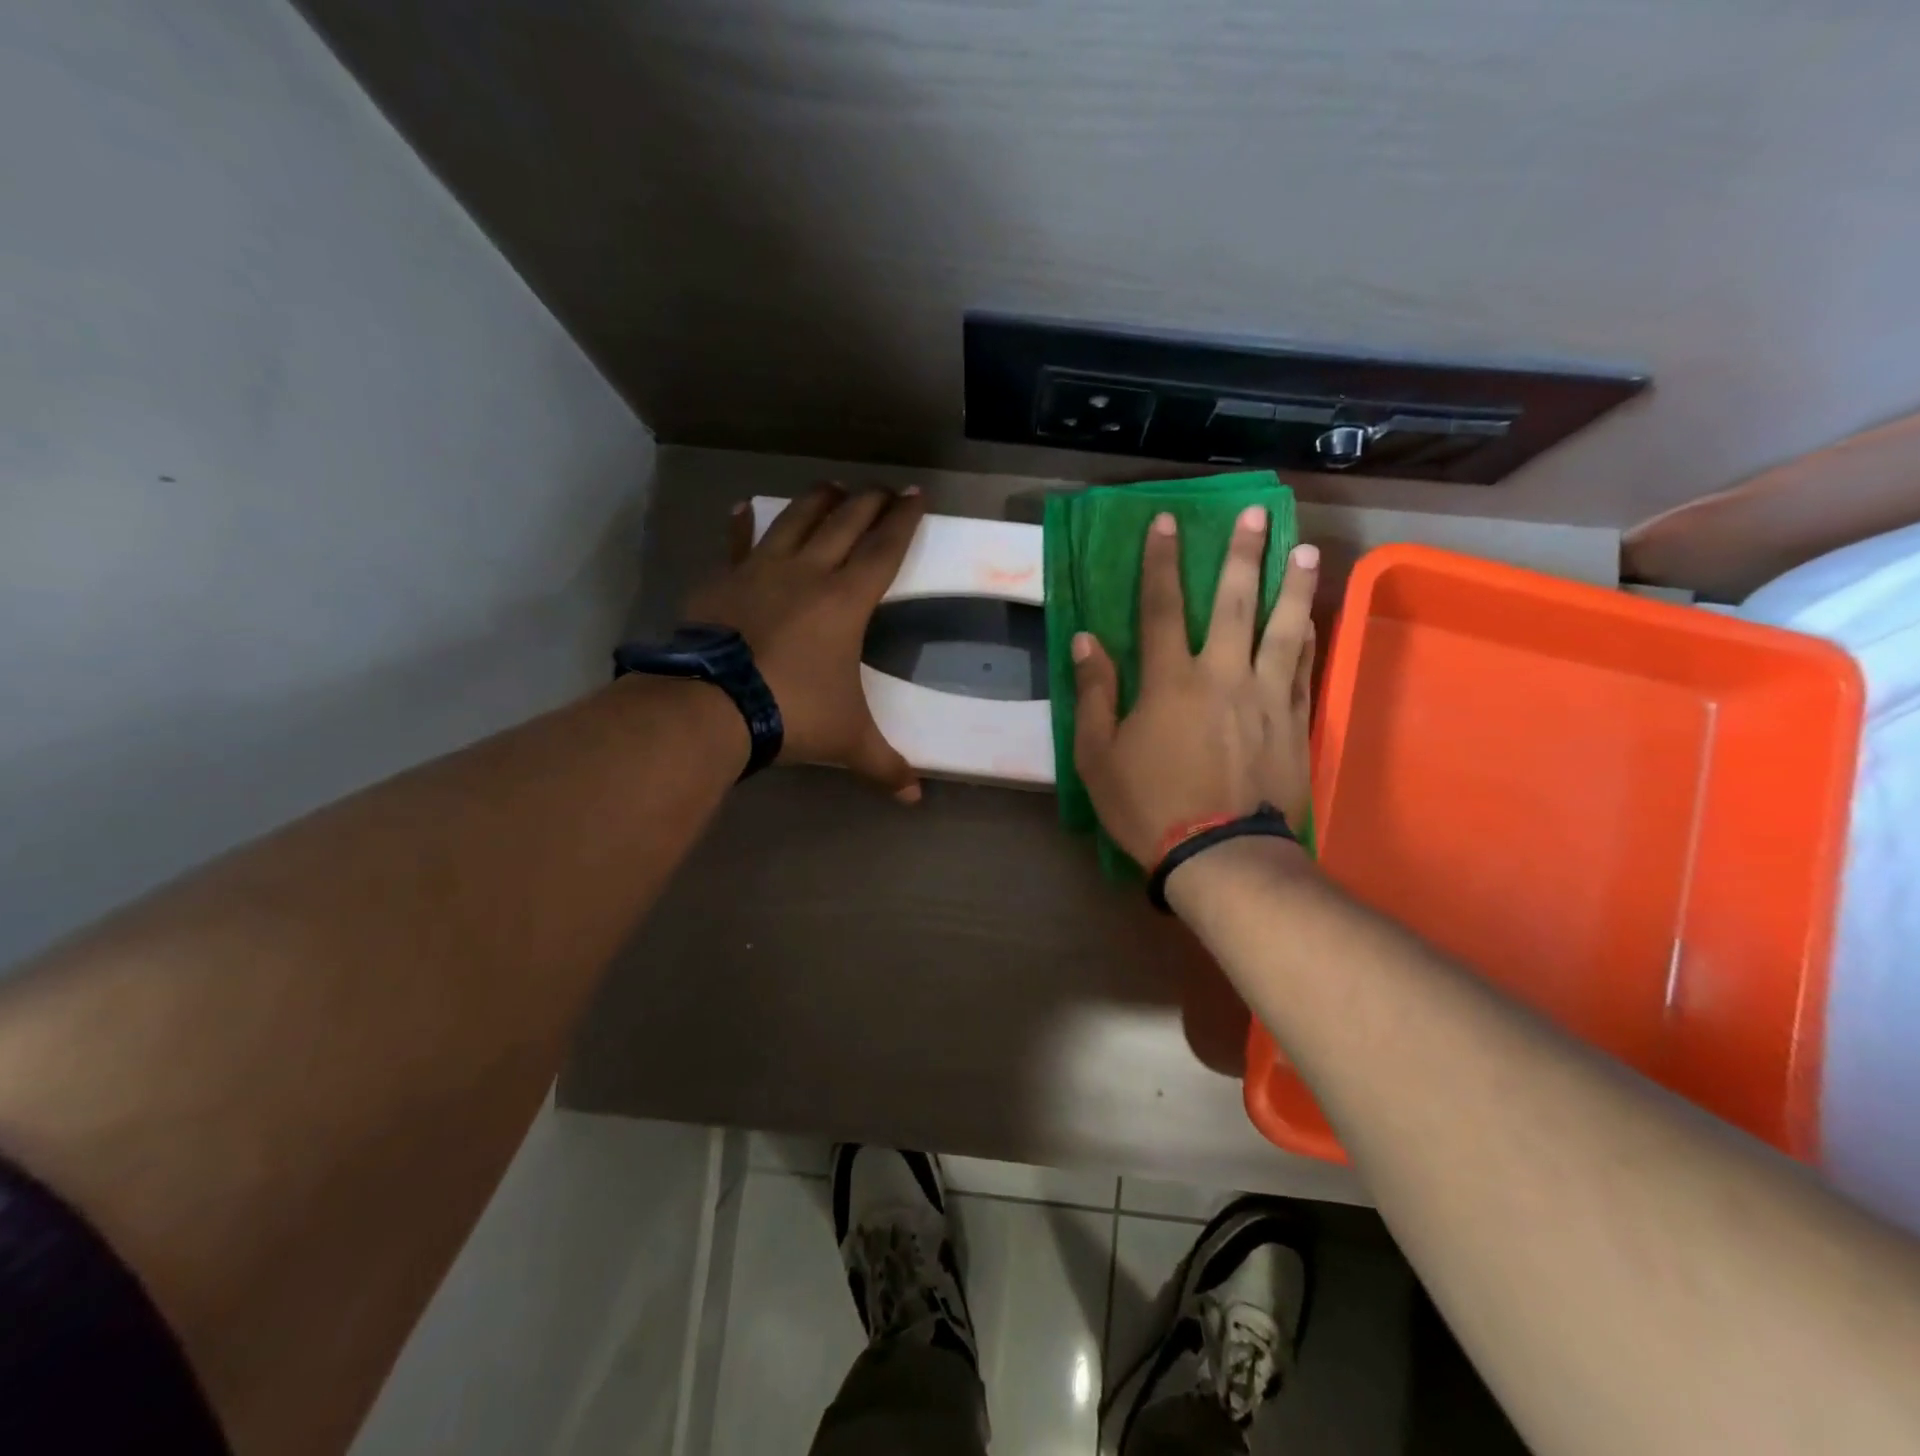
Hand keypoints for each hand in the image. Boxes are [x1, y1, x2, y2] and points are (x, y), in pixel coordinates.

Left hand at [684, 483, 927, 799]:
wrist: (712, 706)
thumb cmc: (792, 714)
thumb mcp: (846, 740)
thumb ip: (884, 765)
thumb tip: (915, 797)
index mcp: (845, 600)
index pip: (884, 549)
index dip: (904, 521)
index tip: (917, 495)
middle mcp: (807, 573)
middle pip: (845, 522)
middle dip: (870, 502)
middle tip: (885, 490)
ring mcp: (760, 571)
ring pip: (796, 519)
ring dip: (818, 500)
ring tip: (833, 487)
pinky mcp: (723, 580)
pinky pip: (738, 542)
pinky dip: (744, 524)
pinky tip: (744, 509)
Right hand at [1071, 507, 1319, 864]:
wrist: (1221, 855)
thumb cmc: (1149, 806)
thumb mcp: (1098, 756)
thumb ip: (1093, 694)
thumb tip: (1087, 641)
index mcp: (1170, 681)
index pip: (1162, 607)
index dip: (1160, 562)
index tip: (1166, 521)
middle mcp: (1223, 675)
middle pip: (1234, 603)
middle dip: (1241, 554)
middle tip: (1253, 512)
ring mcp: (1266, 697)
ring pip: (1283, 628)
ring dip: (1292, 586)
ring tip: (1305, 550)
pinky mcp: (1295, 723)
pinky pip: (1305, 669)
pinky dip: (1309, 638)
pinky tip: (1314, 617)